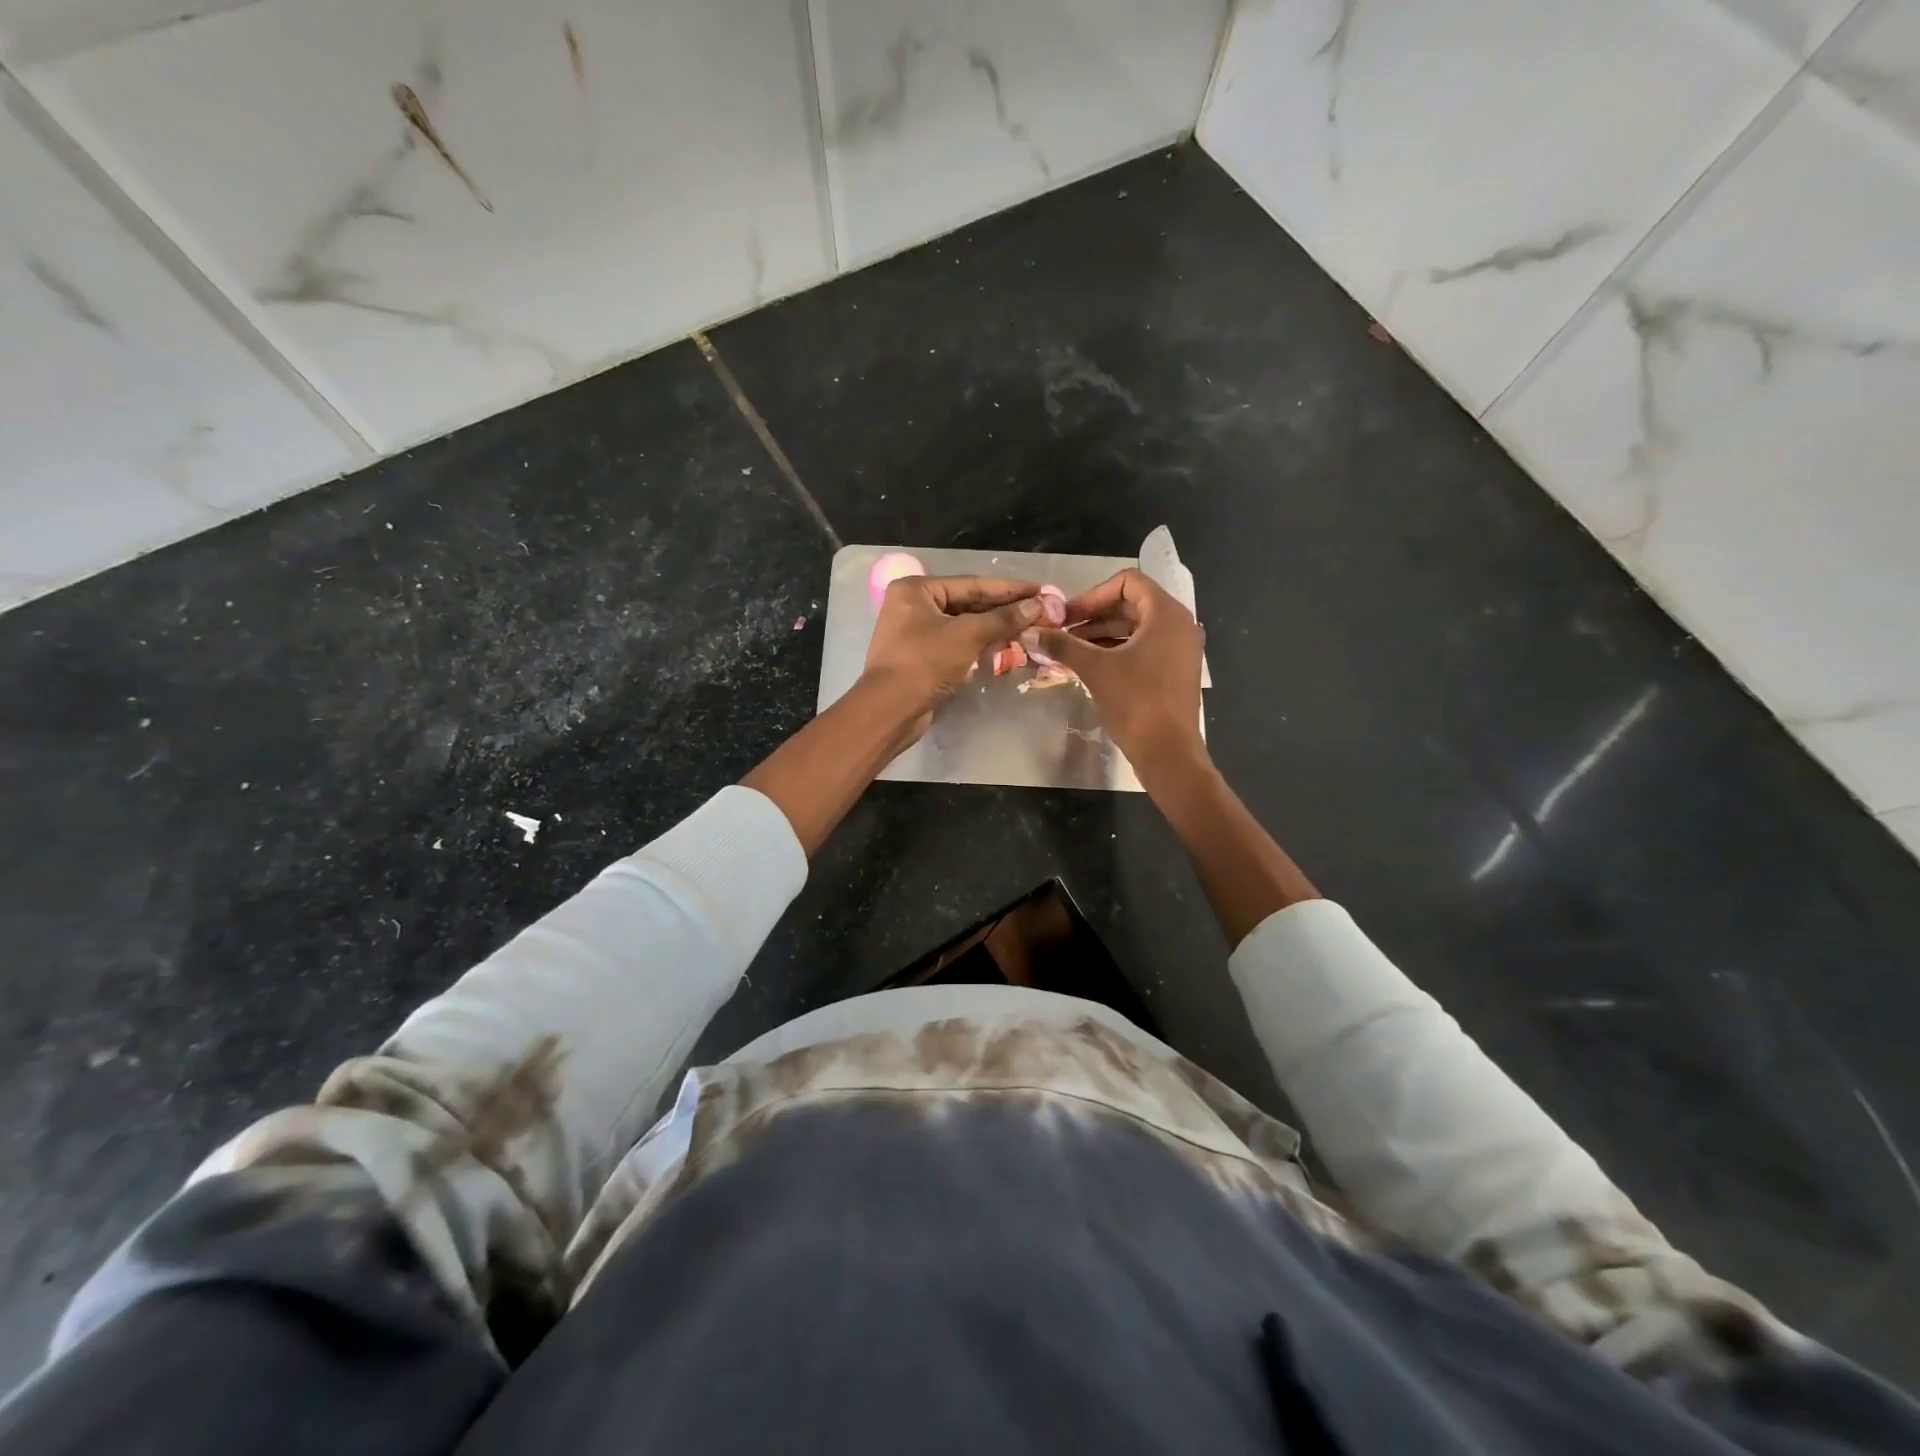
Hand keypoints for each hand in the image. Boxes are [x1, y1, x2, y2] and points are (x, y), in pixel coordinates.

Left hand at [863, 574, 1044, 737]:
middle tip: (1039, 612)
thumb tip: (1037, 604)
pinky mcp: (921, 658)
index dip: (1008, 589)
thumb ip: (1003, 618)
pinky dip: (978, 646)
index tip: (1039, 590)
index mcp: (916, 589)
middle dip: (1003, 611)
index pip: (971, 584)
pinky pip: (956, 645)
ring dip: (994, 629)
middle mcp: (912, 606)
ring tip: (1028, 629)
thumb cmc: (925, 662)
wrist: (890, 710)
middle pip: (967, 604)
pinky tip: (1003, 648)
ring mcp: (915, 633)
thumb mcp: (967, 635)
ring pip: (963, 626)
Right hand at [1033, 568, 1205, 772]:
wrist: (1168, 752)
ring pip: (1135, 628)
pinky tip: (1088, 665)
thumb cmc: (1136, 702)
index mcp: (1166, 614)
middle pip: (1130, 605)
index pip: (1127, 582)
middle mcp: (1179, 625)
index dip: (1092, 595)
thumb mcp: (1095, 668)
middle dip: (1093, 616)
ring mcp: (1179, 649)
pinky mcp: (1174, 671)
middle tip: (1062, 632)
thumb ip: (1062, 645)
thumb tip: (1030, 632)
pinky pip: (1142, 648)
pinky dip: (1115, 651)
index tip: (1067, 616)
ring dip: (1100, 635)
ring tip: (1069, 650)